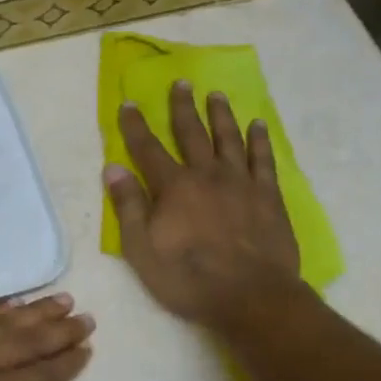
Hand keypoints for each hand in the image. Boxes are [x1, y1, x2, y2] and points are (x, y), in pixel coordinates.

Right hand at [105, 81, 301, 331]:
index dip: (136, 126)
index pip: (148, 149)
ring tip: (216, 95)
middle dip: (183, 107)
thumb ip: (128, 206)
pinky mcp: (268, 196)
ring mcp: (241, 182)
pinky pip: (263, 159)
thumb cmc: (189, 278)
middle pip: (192, 133)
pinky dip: (259, 140)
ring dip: (221, 115)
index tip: (130, 104)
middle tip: (181, 83)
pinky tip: (257, 125)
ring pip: (229, 138)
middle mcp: (206, 175)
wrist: (251, 297)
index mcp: (173, 187)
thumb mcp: (142, 249)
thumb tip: (112, 168)